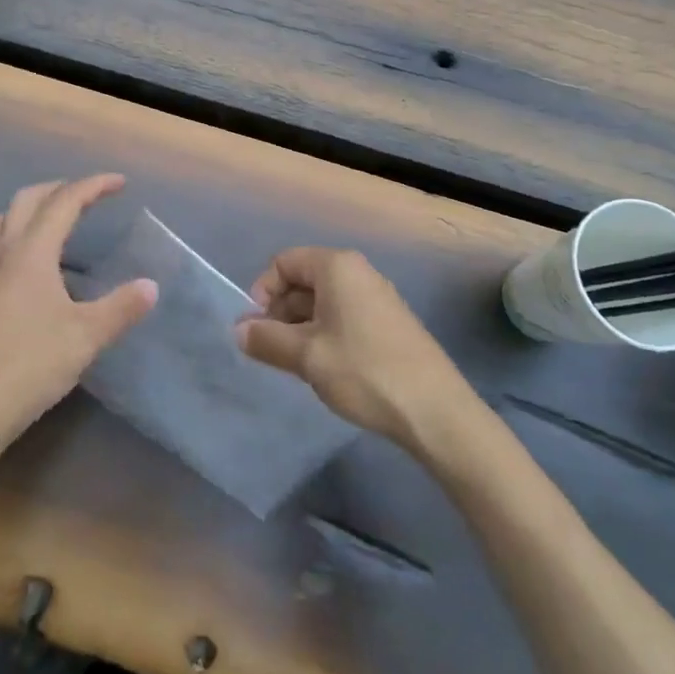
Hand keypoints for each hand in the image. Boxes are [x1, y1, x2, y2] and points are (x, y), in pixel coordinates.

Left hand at [0, 174, 156, 455]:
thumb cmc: (30, 365)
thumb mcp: (86, 337)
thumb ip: (121, 308)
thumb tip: (151, 286)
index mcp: (32, 253)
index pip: (64, 202)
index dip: (93, 186)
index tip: (120, 183)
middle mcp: (4, 254)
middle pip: (28, 200)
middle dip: (60, 189)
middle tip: (89, 196)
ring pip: (4, 220)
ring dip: (32, 208)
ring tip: (57, 220)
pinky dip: (16, 235)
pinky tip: (27, 262)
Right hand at [238, 248, 470, 451]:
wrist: (435, 411)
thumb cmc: (364, 371)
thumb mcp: (306, 356)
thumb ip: (266, 339)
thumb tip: (238, 329)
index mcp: (337, 266)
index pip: (284, 262)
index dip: (263, 291)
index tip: (258, 328)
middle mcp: (358, 272)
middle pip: (303, 280)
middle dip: (280, 311)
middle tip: (272, 350)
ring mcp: (377, 297)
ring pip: (323, 301)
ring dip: (300, 327)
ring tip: (296, 364)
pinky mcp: (389, 322)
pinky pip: (344, 316)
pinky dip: (325, 334)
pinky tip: (325, 368)